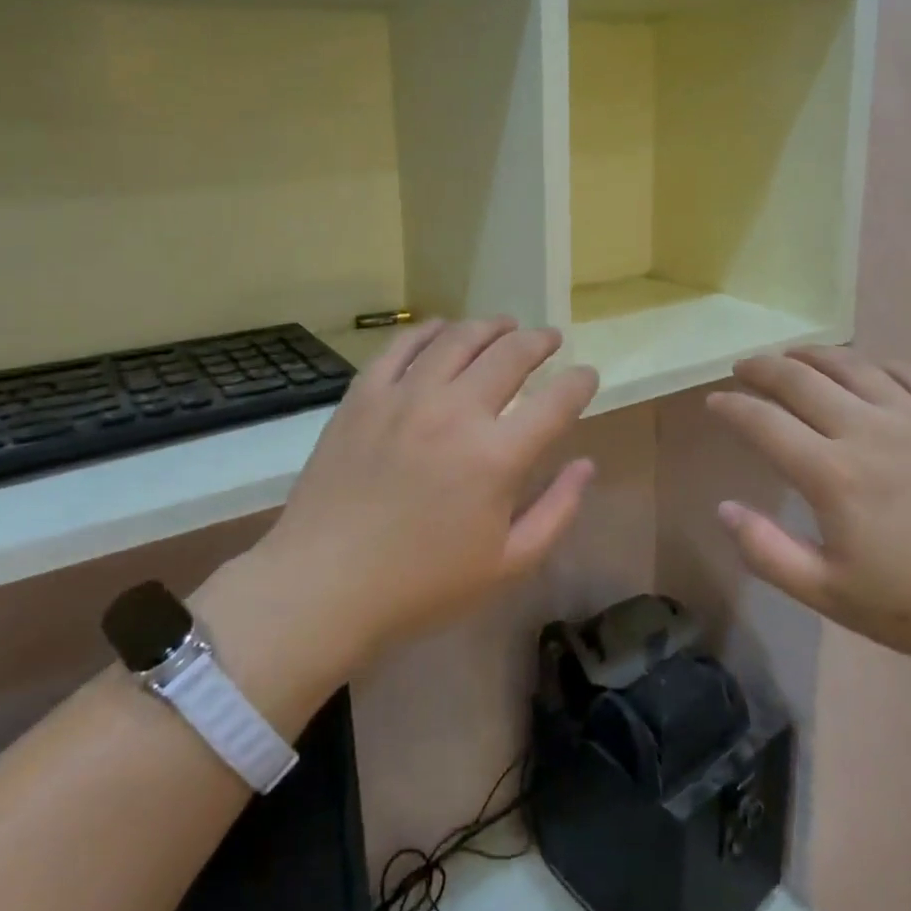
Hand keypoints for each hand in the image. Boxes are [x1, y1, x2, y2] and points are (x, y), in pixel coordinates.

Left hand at [203, 319, 599, 683]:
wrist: (323, 586)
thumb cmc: (422, 585)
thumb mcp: (507, 564)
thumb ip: (557, 511)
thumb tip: (585, 464)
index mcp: (497, 457)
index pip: (557, 401)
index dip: (580, 383)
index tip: (587, 376)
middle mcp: (456, 412)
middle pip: (511, 354)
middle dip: (540, 341)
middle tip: (550, 340)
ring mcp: (406, 397)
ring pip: (459, 339)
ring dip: (491, 326)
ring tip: (506, 325)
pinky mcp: (365, 395)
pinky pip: (402, 345)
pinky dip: (429, 330)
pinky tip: (443, 329)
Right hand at [706, 347, 910, 677]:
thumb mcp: (835, 597)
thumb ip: (770, 553)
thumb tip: (724, 508)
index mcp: (832, 474)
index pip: (763, 422)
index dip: (732, 407)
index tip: (714, 400)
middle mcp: (866, 429)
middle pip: (799, 379)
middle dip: (761, 367)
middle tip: (742, 367)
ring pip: (849, 365)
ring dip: (810, 356)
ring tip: (791, 357)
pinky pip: (905, 371)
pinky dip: (873, 364)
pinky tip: (866, 371)